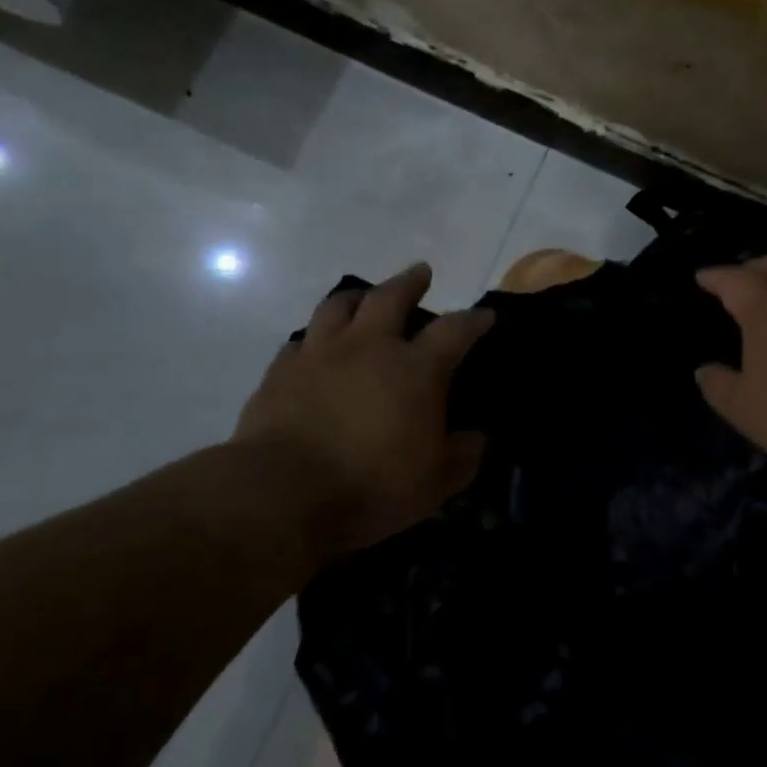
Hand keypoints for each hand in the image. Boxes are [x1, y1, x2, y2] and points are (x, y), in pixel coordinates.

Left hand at [233, 262, 492, 564]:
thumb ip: (462, 457)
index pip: (454, 331)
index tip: (485, 315)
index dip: (473, 320)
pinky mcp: (280, 372)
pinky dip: (313, 340)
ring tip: (364, 297)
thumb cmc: (370, 487)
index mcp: (414, 370)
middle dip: (410, 282)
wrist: (280, 494)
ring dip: (357, 297)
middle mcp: (369, 348)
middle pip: (391, 298)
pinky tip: (314, 348)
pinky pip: (299, 342)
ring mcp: (320, 355)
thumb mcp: (434, 484)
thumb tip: (476, 438)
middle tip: (421, 272)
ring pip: (338, 306)